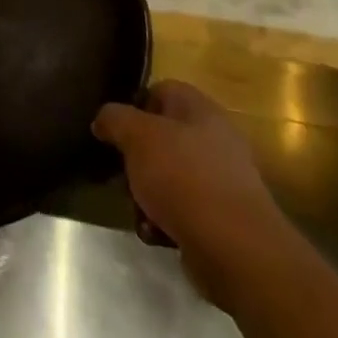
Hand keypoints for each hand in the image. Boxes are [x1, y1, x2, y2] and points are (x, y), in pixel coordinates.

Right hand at [94, 80, 289, 305]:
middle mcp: (215, 138)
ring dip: (147, 193)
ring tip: (138, 210)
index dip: (133, 106)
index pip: (160, 91)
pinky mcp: (222, 218)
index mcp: (199, 108)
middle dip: (137, 157)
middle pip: (162, 137)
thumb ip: (114, 119)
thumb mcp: (137, 136)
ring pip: (169, 175)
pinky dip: (165, 220)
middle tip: (122, 172)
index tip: (114, 130)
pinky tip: (155, 233)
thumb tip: (103, 119)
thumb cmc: (183, 177)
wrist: (234, 247)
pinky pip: (183, 210)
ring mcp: (221, 179)